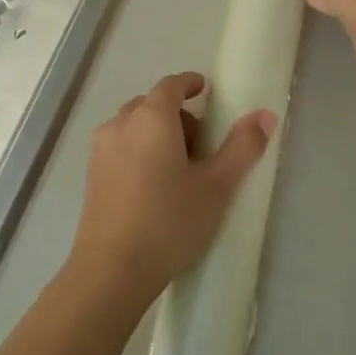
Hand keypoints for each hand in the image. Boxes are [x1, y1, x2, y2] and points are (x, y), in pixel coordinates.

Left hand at [69, 71, 274, 304]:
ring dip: (157, 134)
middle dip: (177, 115)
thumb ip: (242, 147)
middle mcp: (121, 124)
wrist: (111, 271)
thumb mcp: (216, 186)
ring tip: (179, 170)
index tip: (205, 90)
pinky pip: (120, 147)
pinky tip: (154, 187)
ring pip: (134, 126)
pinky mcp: (91, 175)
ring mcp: (101, 150)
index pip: (171, 85)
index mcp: (151, 118)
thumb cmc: (169, 222)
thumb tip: (264, 114)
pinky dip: (139, 151)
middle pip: (151, 105)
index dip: (190, 83)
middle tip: (202, 146)